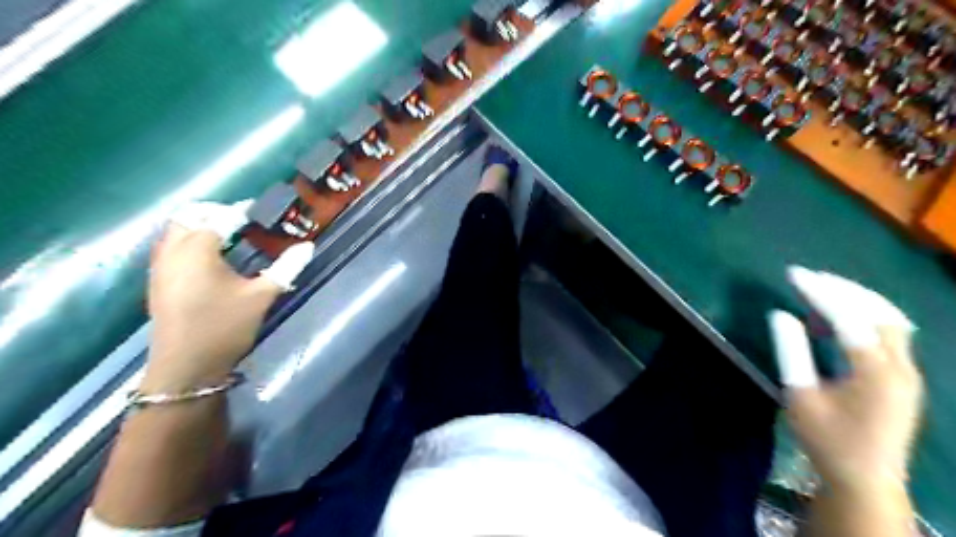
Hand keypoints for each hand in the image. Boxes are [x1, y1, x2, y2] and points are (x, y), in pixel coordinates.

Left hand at [143, 202, 313, 389]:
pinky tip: (210, 257)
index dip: (242, 211)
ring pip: (174, 229)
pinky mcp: (158, 280)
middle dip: (214, 211)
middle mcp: (173, 251)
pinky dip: (188, 239)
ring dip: (198, 224)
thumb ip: (286, 267)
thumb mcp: (261, 296)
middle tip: (242, 220)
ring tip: (228, 234)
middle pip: (188, 215)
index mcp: (198, 250)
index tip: (261, 211)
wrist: (186, 366)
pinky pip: (169, 246)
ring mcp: (160, 266)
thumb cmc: (225, 327)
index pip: (221, 217)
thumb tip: (308, 246)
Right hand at [771, 269, 922, 494]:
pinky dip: (864, 318)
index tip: (794, 274)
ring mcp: (907, 372)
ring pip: (890, 320)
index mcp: (875, 371)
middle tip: (809, 276)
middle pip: (879, 311)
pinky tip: (837, 321)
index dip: (820, 292)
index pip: (848, 317)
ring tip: (821, 291)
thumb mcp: (800, 394)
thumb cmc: (826, 439)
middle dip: (843, 288)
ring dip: (857, 300)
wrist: (864, 479)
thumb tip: (780, 314)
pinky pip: (889, 334)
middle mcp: (901, 366)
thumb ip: (791, 351)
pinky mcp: (903, 378)